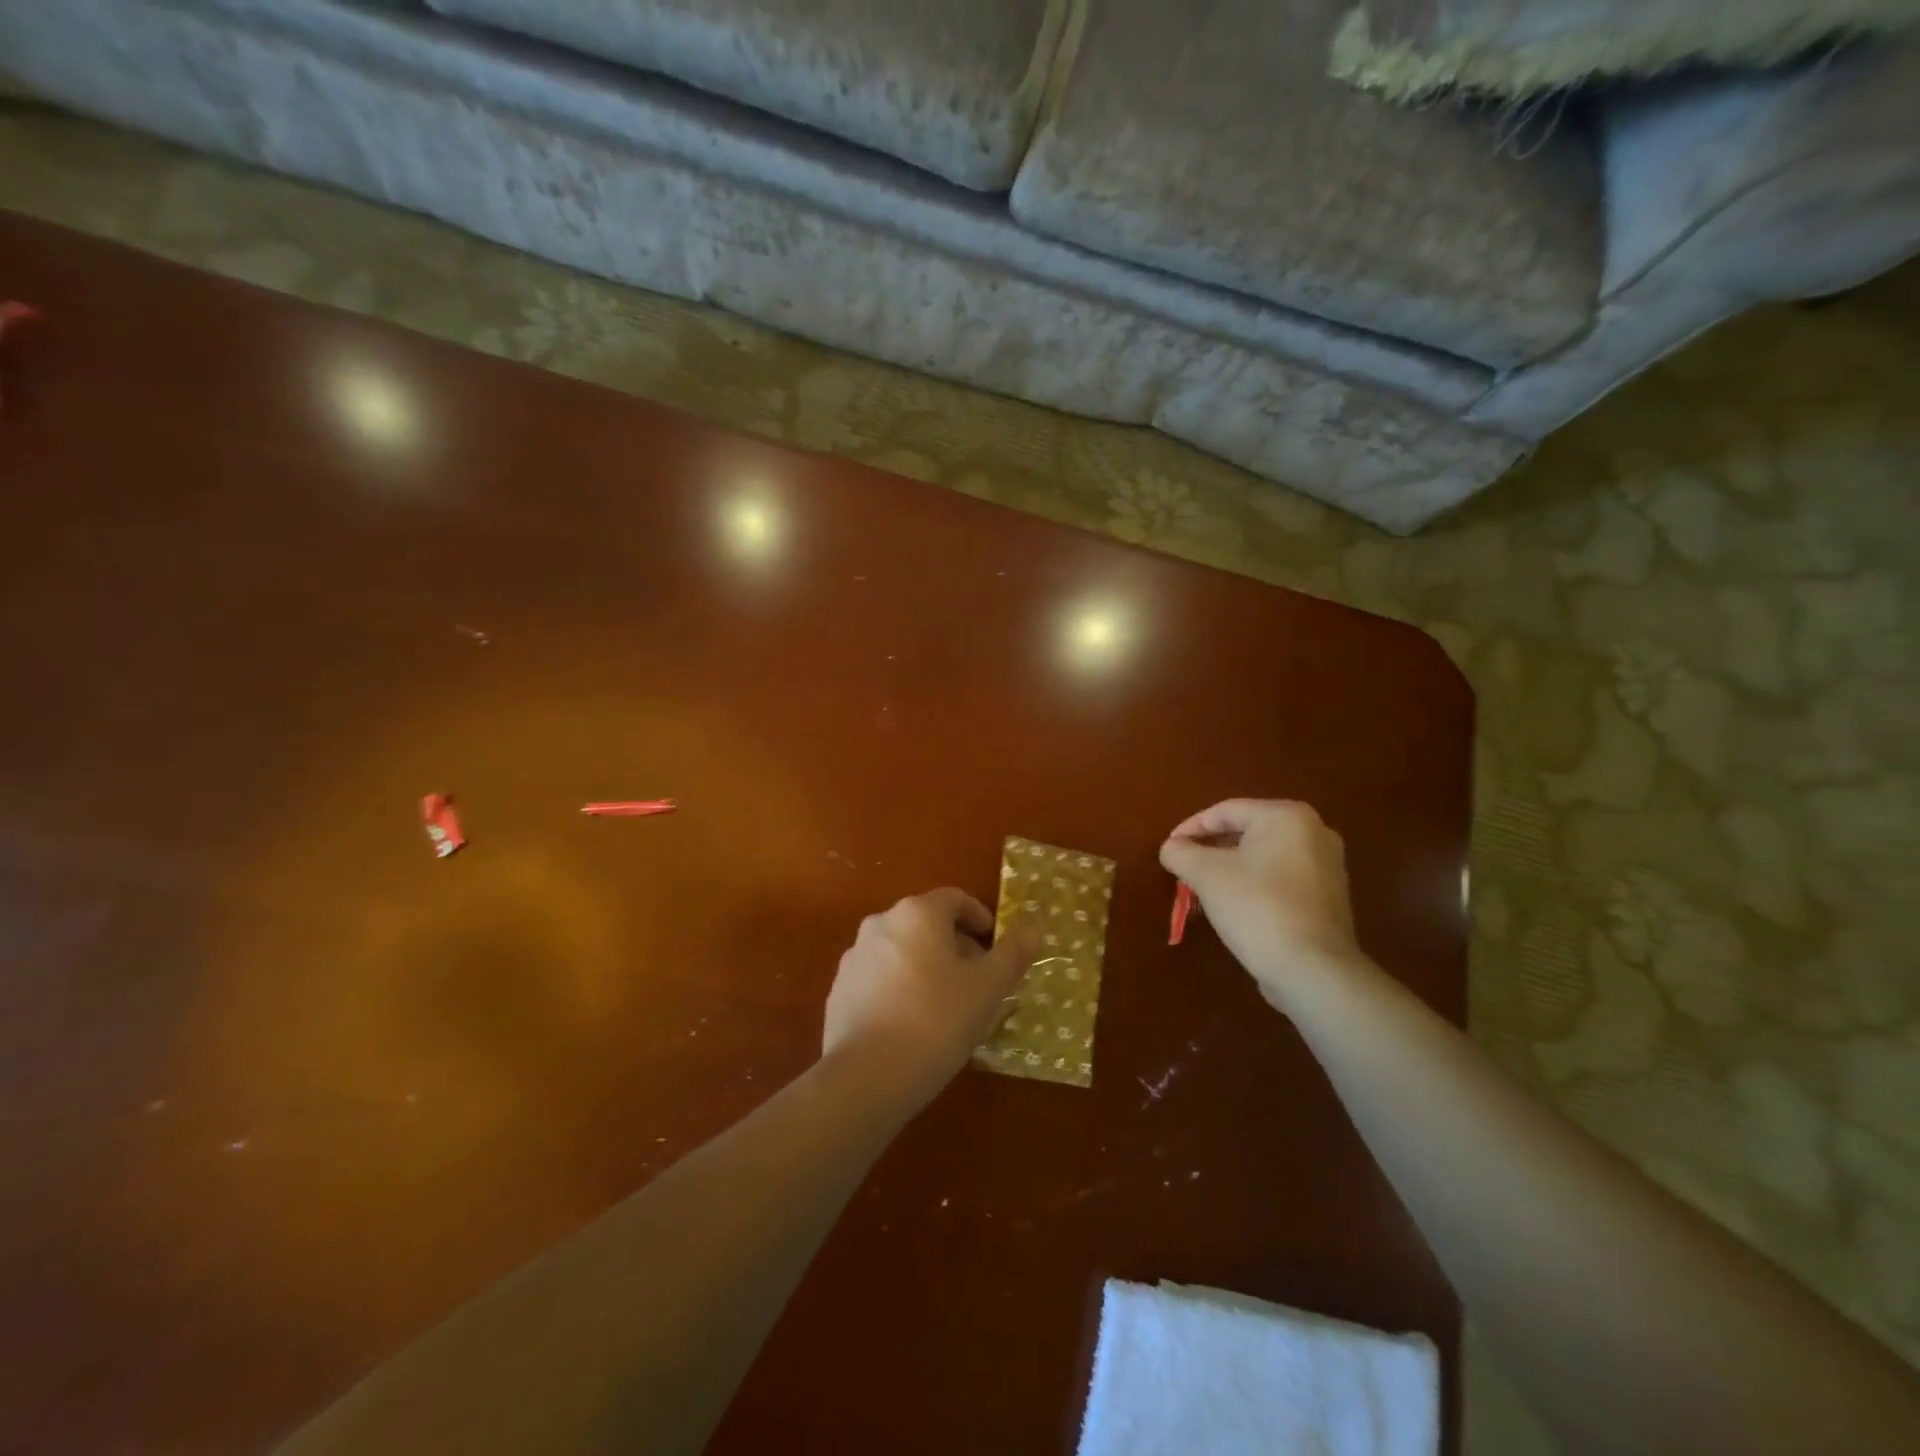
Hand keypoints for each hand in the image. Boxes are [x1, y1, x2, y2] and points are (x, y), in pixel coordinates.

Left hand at [823, 889, 1037, 1103]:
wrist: (867, 1076)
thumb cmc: (937, 1021)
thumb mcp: (988, 989)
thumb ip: (1012, 954)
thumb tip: (1032, 930)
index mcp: (917, 913)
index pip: (956, 899)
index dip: (980, 918)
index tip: (995, 947)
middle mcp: (881, 923)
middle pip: (927, 924)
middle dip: (956, 946)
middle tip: (978, 982)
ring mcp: (855, 957)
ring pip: (903, 951)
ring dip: (927, 967)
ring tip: (948, 1006)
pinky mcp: (839, 990)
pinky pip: (880, 978)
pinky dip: (901, 988)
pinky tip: (914, 1024)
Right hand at [1160, 800, 1364, 1010]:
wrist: (1311, 969)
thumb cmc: (1256, 907)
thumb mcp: (1205, 874)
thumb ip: (1180, 852)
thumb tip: (1172, 847)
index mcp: (1287, 816)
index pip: (1226, 811)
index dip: (1190, 828)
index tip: (1169, 848)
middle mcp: (1315, 832)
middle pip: (1247, 832)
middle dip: (1212, 849)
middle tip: (1185, 868)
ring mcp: (1328, 866)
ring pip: (1264, 857)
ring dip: (1231, 869)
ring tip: (1205, 888)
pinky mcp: (1330, 898)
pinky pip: (1281, 879)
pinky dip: (1255, 886)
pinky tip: (1236, 906)